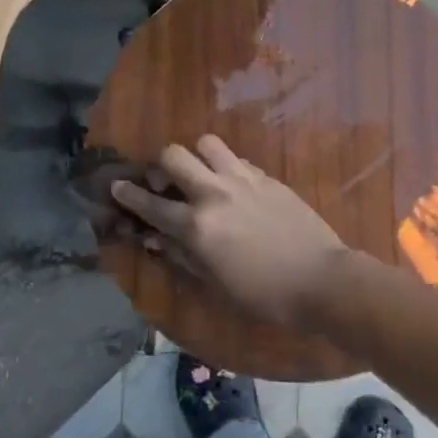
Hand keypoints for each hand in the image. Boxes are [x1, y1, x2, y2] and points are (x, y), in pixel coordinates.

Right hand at [110, 135, 350, 329]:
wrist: (320, 279)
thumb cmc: (263, 294)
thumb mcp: (215, 283)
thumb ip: (182, 255)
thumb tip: (156, 239)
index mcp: (197, 226)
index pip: (151, 205)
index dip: (129, 195)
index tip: (117, 187)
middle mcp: (215, 194)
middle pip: (174, 156)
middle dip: (161, 165)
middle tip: (166, 182)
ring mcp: (243, 180)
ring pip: (207, 144)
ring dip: (198, 156)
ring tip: (202, 175)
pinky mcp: (267, 177)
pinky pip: (238, 159)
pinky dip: (227, 167)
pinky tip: (234, 187)